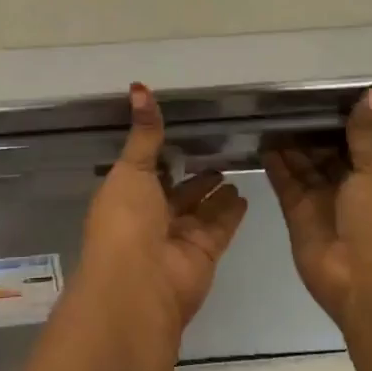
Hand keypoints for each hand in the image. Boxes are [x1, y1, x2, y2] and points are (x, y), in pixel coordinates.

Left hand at [81, 84, 248, 329]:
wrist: (139, 284)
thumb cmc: (126, 220)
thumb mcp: (132, 168)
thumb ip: (144, 132)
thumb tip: (138, 86)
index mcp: (127, 195)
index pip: (146, 170)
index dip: (161, 153)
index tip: (181, 131)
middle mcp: (152, 216)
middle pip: (176, 190)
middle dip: (192, 174)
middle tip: (214, 149)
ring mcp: (179, 236)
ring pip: (201, 208)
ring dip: (214, 192)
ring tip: (232, 169)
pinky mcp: (205, 251)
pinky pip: (221, 225)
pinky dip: (232, 211)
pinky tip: (245, 194)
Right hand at [263, 88, 371, 330]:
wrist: (367, 284)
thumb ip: (365, 133)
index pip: (357, 141)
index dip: (340, 120)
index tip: (318, 94)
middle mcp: (350, 187)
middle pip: (326, 152)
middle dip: (310, 131)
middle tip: (285, 101)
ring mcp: (323, 201)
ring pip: (303, 166)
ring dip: (289, 144)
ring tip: (268, 114)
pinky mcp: (298, 214)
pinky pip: (285, 182)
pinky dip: (275, 164)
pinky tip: (263, 140)